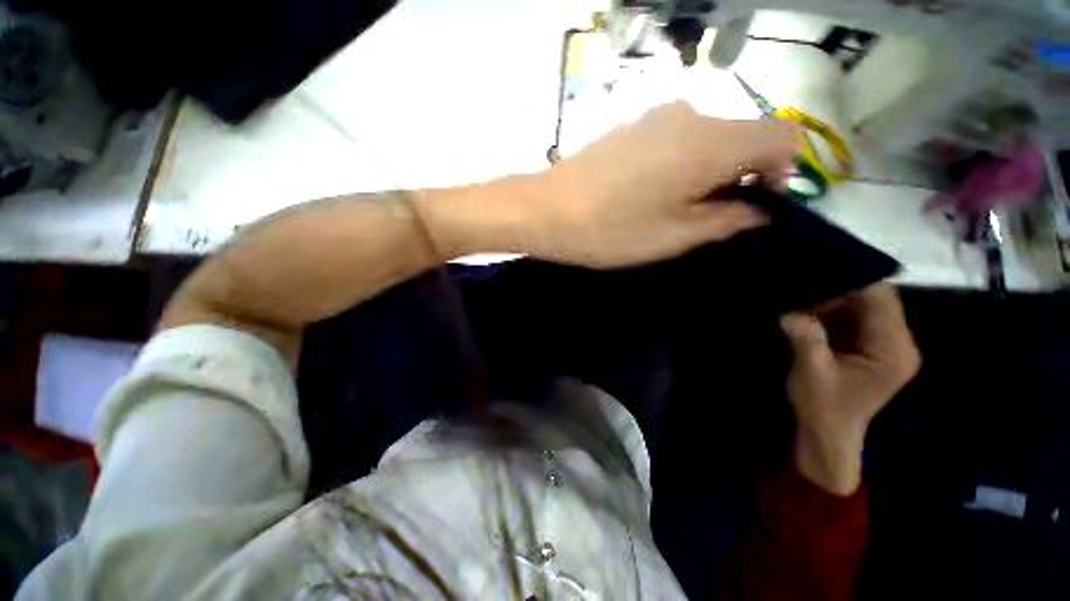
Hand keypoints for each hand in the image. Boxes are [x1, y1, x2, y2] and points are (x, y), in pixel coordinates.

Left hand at [529, 101, 797, 267]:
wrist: (545, 210)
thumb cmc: (610, 230)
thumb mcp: (674, 237)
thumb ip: (726, 221)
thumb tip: (759, 211)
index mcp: (711, 141)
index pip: (781, 136)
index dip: (783, 172)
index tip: (756, 205)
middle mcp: (690, 114)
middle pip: (743, 136)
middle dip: (741, 175)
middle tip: (710, 217)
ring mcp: (655, 116)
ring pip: (708, 138)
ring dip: (708, 171)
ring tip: (675, 208)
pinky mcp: (632, 126)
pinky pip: (677, 138)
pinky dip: (682, 163)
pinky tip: (651, 191)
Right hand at [781, 284, 919, 494]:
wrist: (827, 433)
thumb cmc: (823, 408)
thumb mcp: (811, 373)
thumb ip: (806, 340)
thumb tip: (790, 311)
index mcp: (893, 350)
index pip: (880, 299)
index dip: (849, 282)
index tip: (812, 275)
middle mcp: (899, 342)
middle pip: (873, 299)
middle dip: (836, 291)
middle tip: (800, 288)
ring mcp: (886, 344)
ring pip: (862, 305)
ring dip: (830, 301)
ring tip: (800, 298)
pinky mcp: (871, 346)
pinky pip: (853, 316)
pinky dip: (830, 311)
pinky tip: (808, 312)